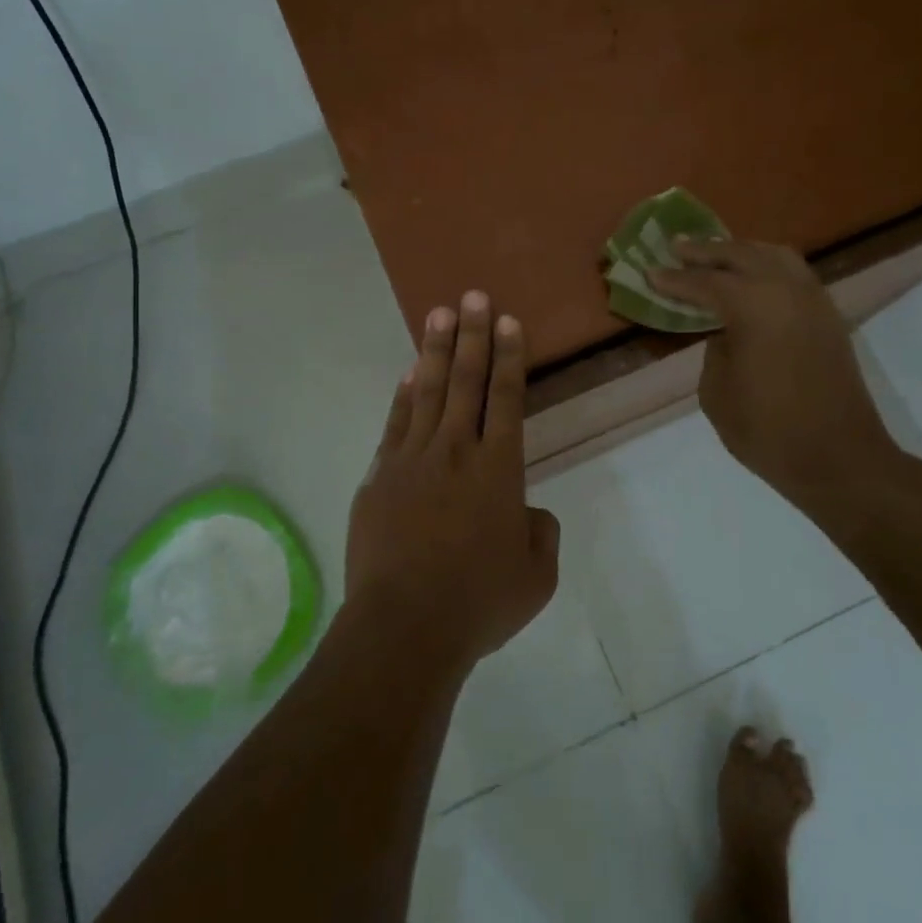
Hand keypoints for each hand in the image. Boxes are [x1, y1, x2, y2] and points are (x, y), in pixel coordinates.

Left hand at [344, 291, 559, 671]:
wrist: (404, 627)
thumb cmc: (479, 603)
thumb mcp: (536, 576)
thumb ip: (540, 534)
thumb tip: (527, 512)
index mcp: (499, 468)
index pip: (506, 398)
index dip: (509, 356)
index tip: (507, 321)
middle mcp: (456, 451)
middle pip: (467, 381)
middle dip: (473, 335)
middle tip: (473, 296)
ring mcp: (413, 460)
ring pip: (429, 392)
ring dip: (437, 351)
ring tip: (439, 314)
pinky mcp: (381, 477)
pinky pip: (396, 423)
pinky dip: (405, 395)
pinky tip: (410, 373)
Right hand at [651, 240, 899, 505]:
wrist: (840, 460)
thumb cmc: (769, 430)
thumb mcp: (716, 392)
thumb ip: (714, 349)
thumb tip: (725, 332)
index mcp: (753, 305)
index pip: (705, 281)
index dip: (674, 279)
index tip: (650, 272)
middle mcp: (786, 290)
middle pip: (741, 254)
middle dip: (706, 251)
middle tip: (677, 248)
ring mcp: (814, 300)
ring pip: (774, 255)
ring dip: (741, 251)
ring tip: (716, 255)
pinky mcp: (829, 317)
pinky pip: (794, 273)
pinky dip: (768, 265)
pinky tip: (753, 278)